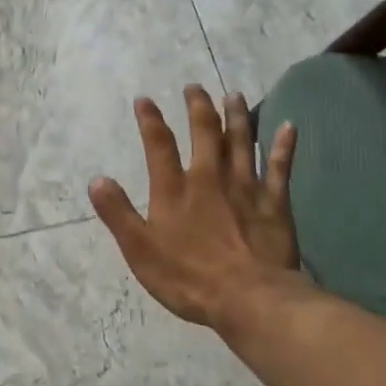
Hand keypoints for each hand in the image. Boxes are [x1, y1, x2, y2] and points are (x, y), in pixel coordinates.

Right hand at [89, 87, 306, 336]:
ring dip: (236, 116)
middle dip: (198, 106)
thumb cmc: (189, 278)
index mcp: (174, 190)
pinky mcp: (274, 202)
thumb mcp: (140, 250)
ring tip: (233, 95)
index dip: (150, 120)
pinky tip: (288, 126)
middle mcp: (209, 177)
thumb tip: (97, 180)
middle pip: (204, 132)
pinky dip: (283, 145)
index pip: (159, 145)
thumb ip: (118, 213)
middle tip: (194, 87)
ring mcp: (245, 186)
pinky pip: (280, 166)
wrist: (249, 298)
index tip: (144, 100)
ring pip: (241, 141)